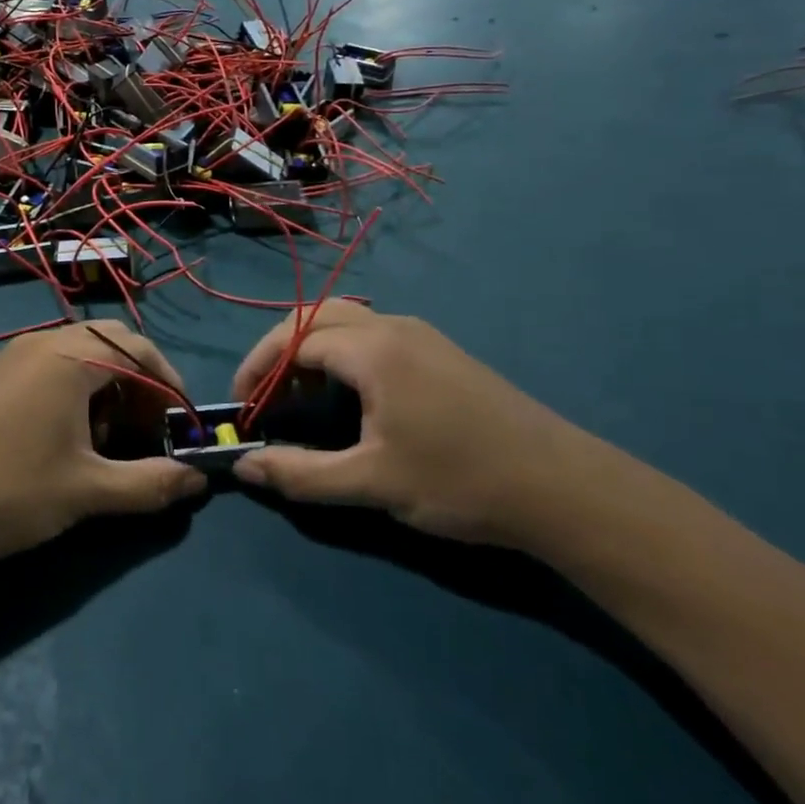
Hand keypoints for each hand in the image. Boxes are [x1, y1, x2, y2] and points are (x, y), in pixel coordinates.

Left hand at [0, 323, 206, 568]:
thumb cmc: (10, 491)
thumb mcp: (88, 491)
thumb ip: (151, 483)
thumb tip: (198, 480)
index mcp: (71, 356)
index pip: (140, 351)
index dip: (169, 387)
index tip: (181, 428)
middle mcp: (43, 343)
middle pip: (111, 346)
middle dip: (139, 385)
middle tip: (148, 432)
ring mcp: (13, 357)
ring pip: (79, 358)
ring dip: (107, 390)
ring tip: (109, 443)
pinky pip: (51, 369)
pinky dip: (75, 393)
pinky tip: (68, 442)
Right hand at [229, 301, 618, 547]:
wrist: (563, 487)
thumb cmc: (459, 481)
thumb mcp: (371, 483)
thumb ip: (300, 473)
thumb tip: (243, 466)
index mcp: (372, 349)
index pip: (293, 338)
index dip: (258, 369)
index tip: (242, 406)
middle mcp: (394, 327)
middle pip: (315, 316)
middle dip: (280, 350)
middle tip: (267, 394)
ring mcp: (423, 336)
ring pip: (347, 320)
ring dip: (313, 348)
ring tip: (303, 396)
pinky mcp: (442, 352)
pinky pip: (374, 333)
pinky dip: (343, 352)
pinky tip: (352, 395)